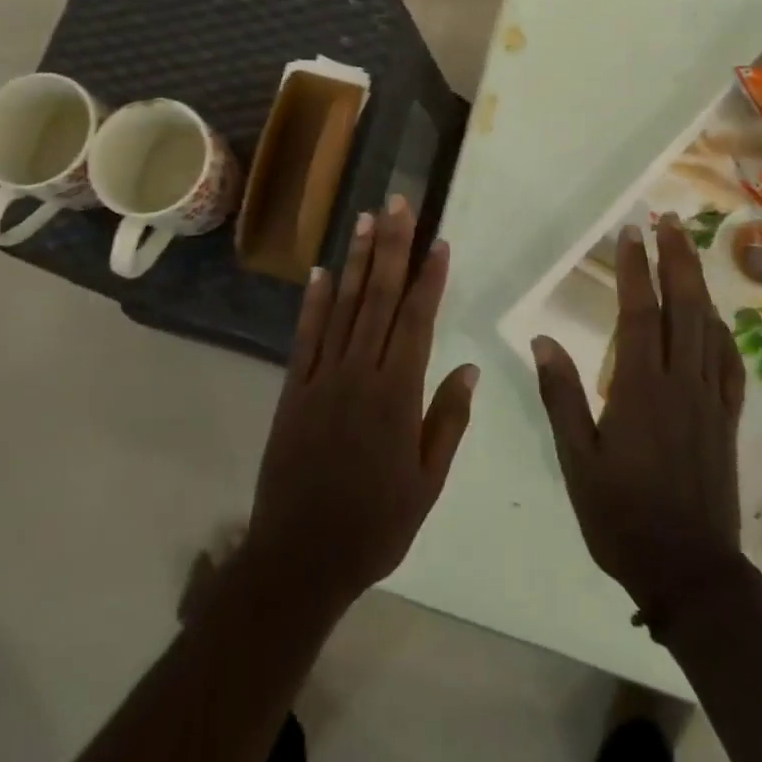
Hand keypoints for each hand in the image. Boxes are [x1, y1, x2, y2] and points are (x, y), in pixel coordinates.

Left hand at [244, 197, 477, 613]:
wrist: (299, 558)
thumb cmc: (374, 525)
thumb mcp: (426, 484)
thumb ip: (447, 421)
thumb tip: (468, 368)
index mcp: (397, 395)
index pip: (417, 321)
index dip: (429, 278)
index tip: (438, 241)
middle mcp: (359, 373)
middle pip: (380, 298)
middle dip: (391, 247)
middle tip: (397, 203)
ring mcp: (321, 377)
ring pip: (343, 306)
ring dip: (357, 260)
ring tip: (365, 219)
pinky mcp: (293, 388)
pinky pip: (305, 335)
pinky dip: (313, 301)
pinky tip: (321, 271)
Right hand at [532, 213, 745, 622]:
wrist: (690, 573)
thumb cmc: (622, 515)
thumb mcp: (577, 460)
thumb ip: (561, 396)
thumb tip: (542, 339)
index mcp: (641, 389)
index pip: (639, 314)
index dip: (635, 269)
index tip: (629, 233)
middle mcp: (681, 384)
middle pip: (683, 308)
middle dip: (676, 259)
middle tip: (669, 220)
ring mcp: (710, 401)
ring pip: (709, 329)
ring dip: (699, 284)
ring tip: (690, 250)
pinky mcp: (727, 421)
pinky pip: (730, 365)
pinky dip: (723, 332)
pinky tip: (715, 319)